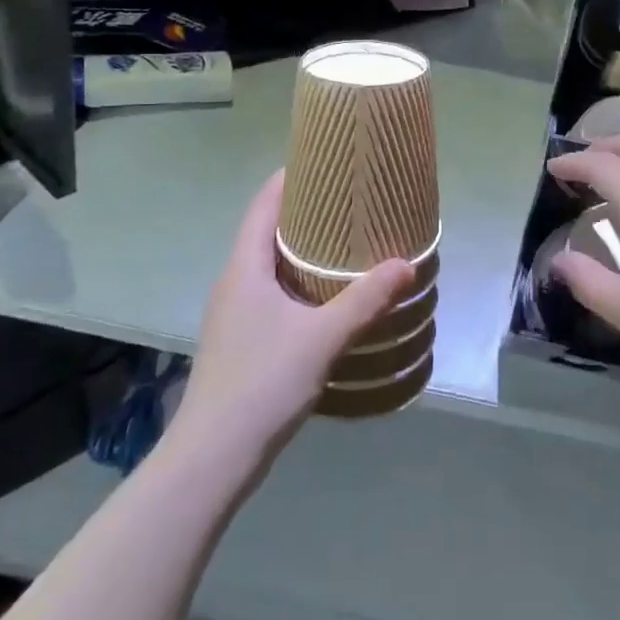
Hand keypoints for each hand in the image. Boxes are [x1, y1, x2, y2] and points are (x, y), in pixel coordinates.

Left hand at [170, 170, 413, 470]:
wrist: (212, 459)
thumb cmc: (261, 384)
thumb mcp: (322, 338)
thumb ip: (365, 300)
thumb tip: (407, 263)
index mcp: (244, 269)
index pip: (263, 206)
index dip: (289, 178)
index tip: (325, 160)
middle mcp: (234, 283)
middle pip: (267, 231)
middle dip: (305, 211)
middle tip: (350, 199)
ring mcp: (234, 313)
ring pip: (270, 264)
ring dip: (303, 248)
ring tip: (346, 241)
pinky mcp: (241, 339)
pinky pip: (272, 291)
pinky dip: (299, 280)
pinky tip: (328, 296)